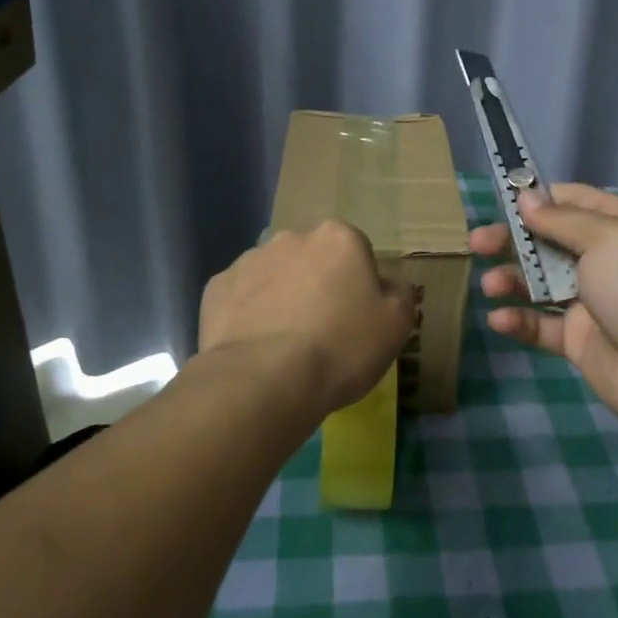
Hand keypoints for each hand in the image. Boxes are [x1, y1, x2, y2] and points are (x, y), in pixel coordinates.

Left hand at [199, 221, 416, 417]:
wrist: (265, 380)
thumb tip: (390, 285)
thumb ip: (400, 293)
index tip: (355, 317)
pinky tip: (255, 346)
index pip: (355, 251)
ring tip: (284, 344)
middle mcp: (292, 237)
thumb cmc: (341, 347)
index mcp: (339, 237)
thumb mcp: (396, 324)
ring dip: (280, 296)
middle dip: (316, 284)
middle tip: (322, 330)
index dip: (357, 285)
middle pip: (312, 258)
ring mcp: (249, 260)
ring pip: (274, 275)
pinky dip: (247, 314)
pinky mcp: (216, 287)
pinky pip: (240, 297)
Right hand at [470, 184, 617, 430]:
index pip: (574, 200)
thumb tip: (525, 197)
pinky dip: (520, 320)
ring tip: (490, 286)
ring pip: (540, 283)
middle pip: (548, 241)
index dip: (538, 199)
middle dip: (512, 240)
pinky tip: (500, 320)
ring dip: (511, 280)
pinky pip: (541, 324)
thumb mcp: (606, 239)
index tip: (501, 201)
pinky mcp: (578, 339)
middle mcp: (606, 259)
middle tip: (477, 243)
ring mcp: (591, 301)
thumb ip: (561, 218)